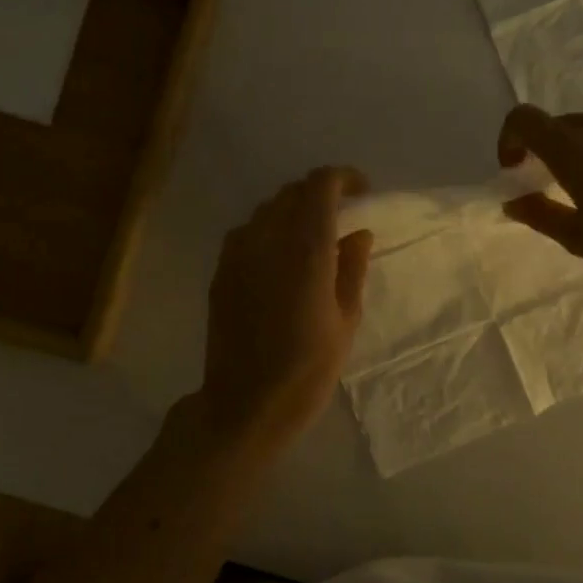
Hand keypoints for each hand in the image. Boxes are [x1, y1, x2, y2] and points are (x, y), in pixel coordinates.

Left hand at [196, 167, 372, 458]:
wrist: (245, 403)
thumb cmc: (308, 368)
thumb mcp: (346, 320)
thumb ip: (352, 269)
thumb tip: (358, 233)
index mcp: (306, 249)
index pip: (320, 185)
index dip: (343, 178)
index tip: (361, 192)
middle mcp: (267, 239)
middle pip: (292, 192)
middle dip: (319, 193)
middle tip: (340, 215)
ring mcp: (238, 253)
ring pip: (267, 209)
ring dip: (293, 210)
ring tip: (311, 236)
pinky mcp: (221, 271)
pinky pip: (247, 232)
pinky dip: (269, 230)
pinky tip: (280, 258)